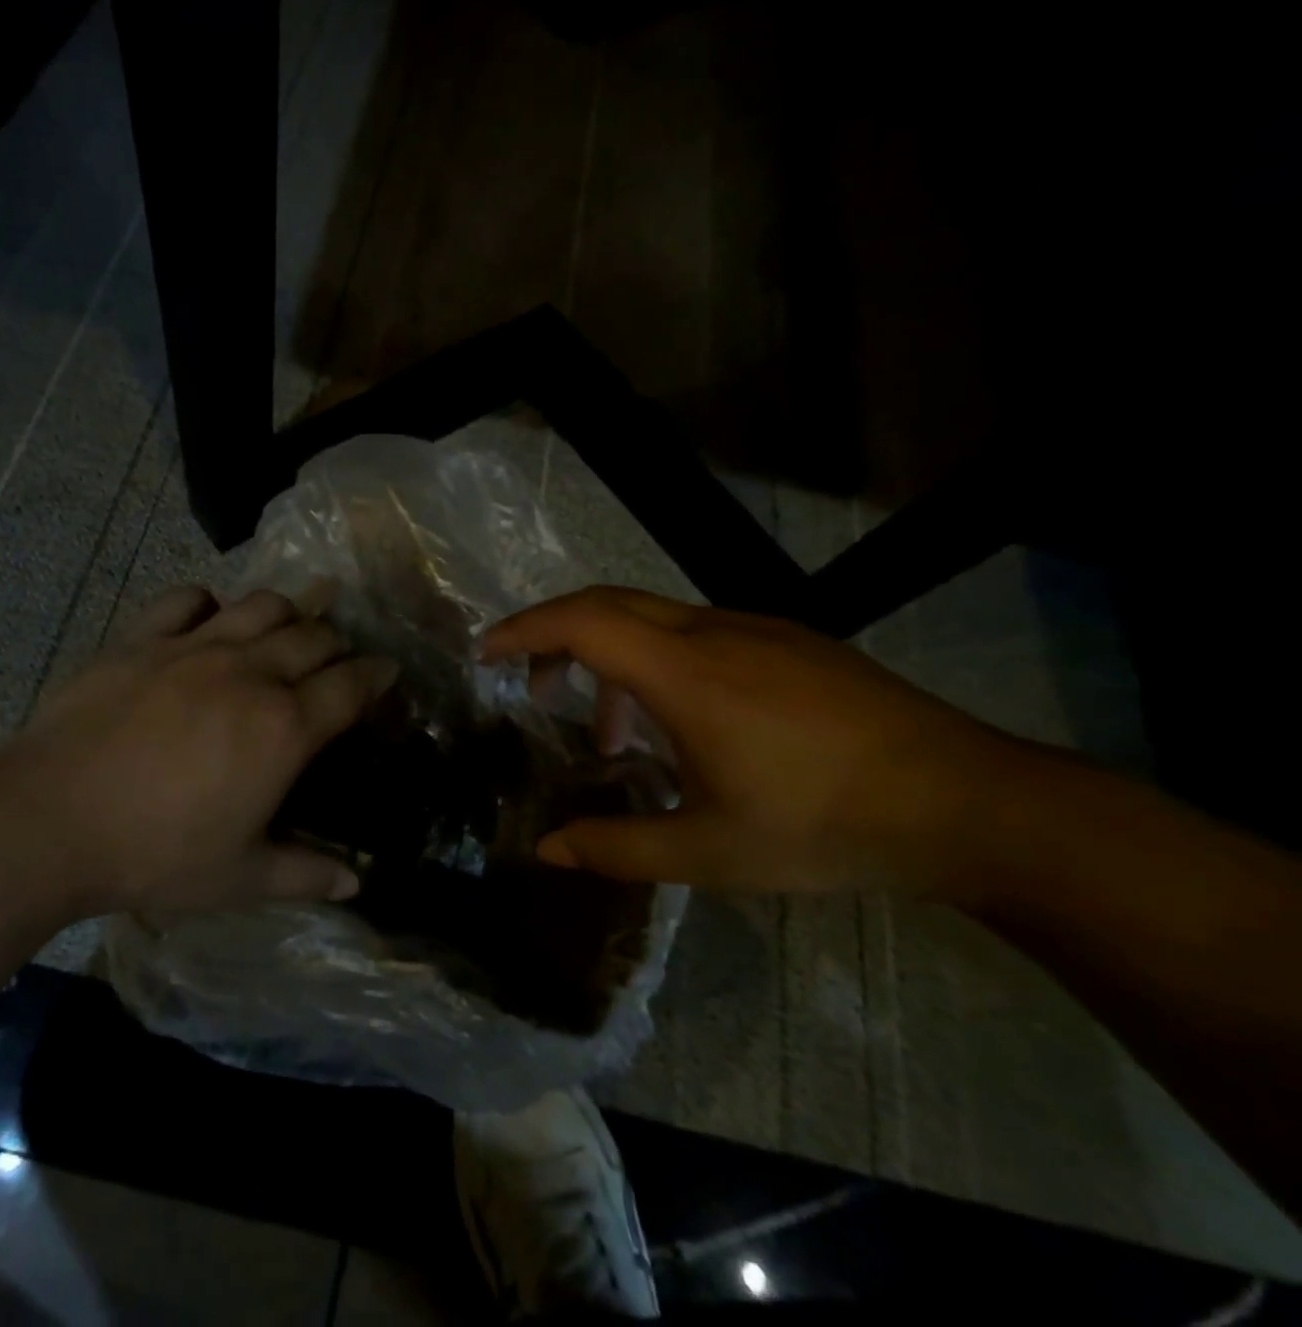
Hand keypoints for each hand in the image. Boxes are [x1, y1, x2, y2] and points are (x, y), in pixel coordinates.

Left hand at [0, 585, 397, 916]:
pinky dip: (208, 603)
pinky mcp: (142, 638)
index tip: (389, 671)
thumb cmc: (154, 854)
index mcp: (283, 727)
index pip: (350, 685)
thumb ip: (305, 875)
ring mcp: (193, 647)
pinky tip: (208, 620)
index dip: (378, 676)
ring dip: (287, 612)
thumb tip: (357, 882)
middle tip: (338, 659)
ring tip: (286, 630)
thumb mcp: (239, 878)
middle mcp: (249, 672)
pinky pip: (186, 598)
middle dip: (338, 643)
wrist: (50, 822)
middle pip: (314, 636)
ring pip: (262, 605)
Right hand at [483, 587, 1034, 899]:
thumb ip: (619, 846)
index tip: (486, 653)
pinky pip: (696, 632)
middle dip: (554, 633)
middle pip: (607, 602)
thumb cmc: (825, 825)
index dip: (524, 629)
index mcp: (685, 673)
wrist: (967, 801)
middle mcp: (712, 632)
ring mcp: (755, 628)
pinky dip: (656, 661)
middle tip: (530, 684)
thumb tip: (549, 850)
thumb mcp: (711, 851)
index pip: (581, 621)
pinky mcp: (788, 640)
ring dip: (610, 657)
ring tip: (609, 732)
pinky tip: (681, 723)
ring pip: (652, 619)